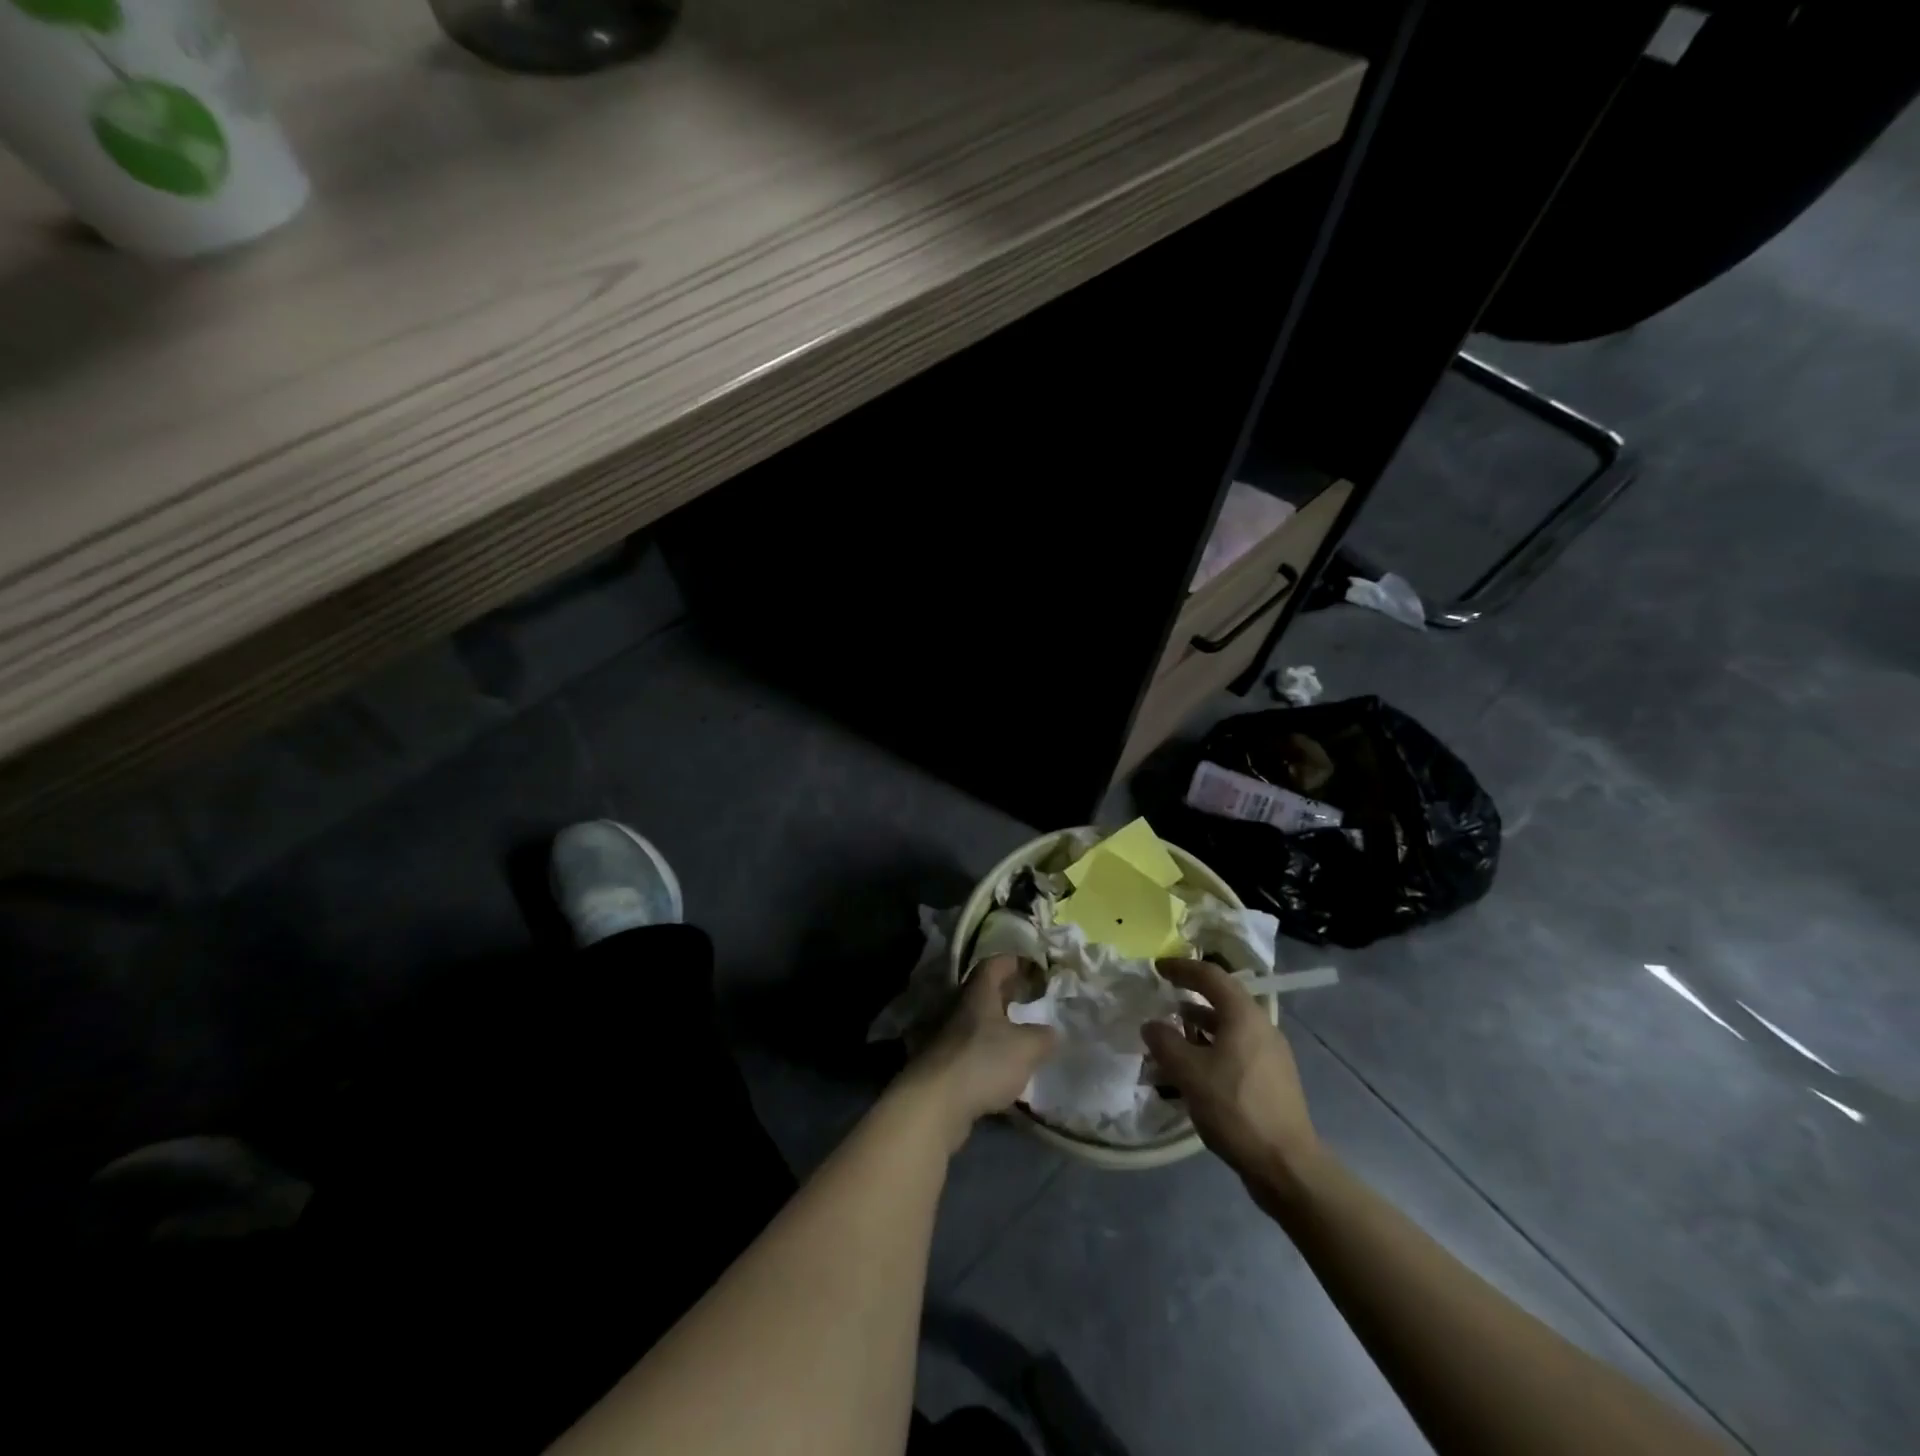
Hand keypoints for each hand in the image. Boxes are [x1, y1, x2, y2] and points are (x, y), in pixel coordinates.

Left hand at [900, 954, 1057, 1152]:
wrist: (934, 1102)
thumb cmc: (983, 1062)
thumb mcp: (1026, 1048)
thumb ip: (1043, 1037)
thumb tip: (1053, 1032)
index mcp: (979, 993)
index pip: (995, 964)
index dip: (1015, 961)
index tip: (1034, 968)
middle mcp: (960, 1007)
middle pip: (985, 991)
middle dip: (1008, 993)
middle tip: (1032, 1000)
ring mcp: (947, 1035)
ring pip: (977, 1020)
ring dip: (998, 1024)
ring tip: (1022, 1035)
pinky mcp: (944, 1062)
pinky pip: (971, 1047)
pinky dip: (988, 1050)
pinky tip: (1003, 1066)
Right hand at [1142, 958, 1321, 1207]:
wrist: (1287, 1165)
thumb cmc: (1235, 1109)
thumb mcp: (1189, 1073)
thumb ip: (1165, 1043)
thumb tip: (1152, 1025)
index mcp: (1244, 1015)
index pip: (1210, 975)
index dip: (1181, 968)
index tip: (1157, 968)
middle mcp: (1261, 1026)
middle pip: (1222, 999)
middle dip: (1190, 997)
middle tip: (1163, 998)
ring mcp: (1270, 1053)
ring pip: (1228, 1026)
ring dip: (1199, 1026)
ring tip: (1172, 1037)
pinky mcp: (1272, 1078)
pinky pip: (1236, 1049)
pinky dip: (1212, 1048)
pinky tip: (1194, 1070)